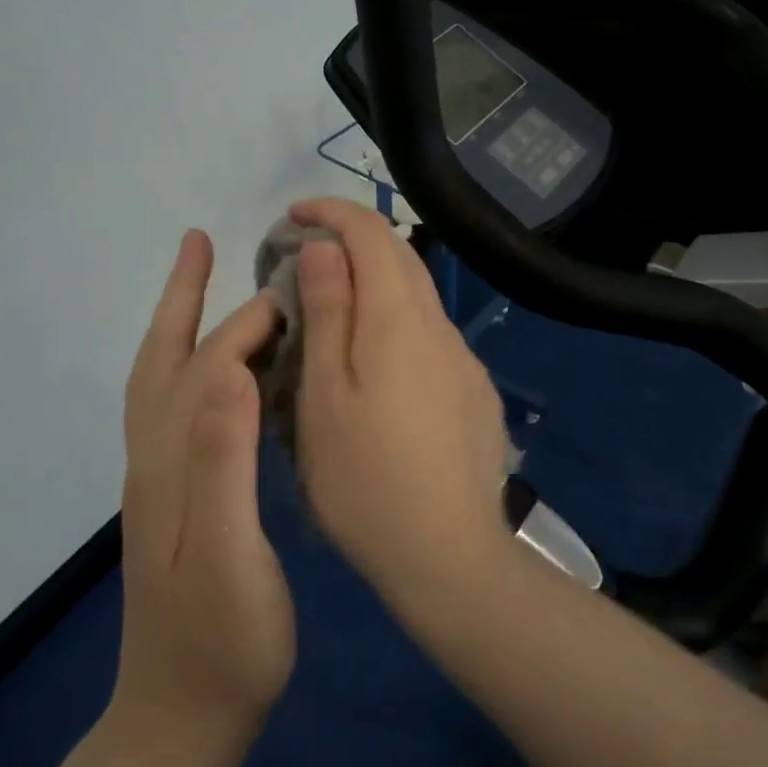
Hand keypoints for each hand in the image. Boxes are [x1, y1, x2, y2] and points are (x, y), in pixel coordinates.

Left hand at [114, 230, 294, 732]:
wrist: (183, 719)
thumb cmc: (221, 642)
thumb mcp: (226, 556)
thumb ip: (223, 463)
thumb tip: (232, 370)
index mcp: (171, 462)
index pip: (208, 367)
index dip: (246, 323)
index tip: (291, 291)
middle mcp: (155, 458)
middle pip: (163, 359)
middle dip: (182, 297)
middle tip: (203, 241)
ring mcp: (160, 478)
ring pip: (163, 381)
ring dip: (179, 324)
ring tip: (204, 284)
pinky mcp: (173, 496)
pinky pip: (178, 408)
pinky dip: (193, 367)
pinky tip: (223, 370)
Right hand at [288, 198, 509, 600]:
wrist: (448, 554)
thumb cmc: (365, 478)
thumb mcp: (325, 394)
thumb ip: (329, 311)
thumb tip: (326, 246)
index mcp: (399, 319)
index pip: (371, 233)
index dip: (332, 212)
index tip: (293, 216)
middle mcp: (439, 326)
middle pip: (399, 256)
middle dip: (352, 240)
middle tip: (304, 257)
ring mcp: (463, 360)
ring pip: (417, 296)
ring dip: (375, 282)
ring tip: (331, 306)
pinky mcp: (474, 390)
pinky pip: (431, 334)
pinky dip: (397, 320)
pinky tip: (375, 362)